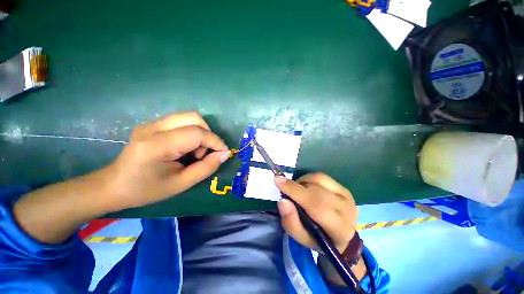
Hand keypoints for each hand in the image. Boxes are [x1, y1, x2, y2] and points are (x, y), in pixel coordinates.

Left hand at [106, 112, 229, 208]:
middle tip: (205, 152)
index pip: (196, 133)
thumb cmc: (147, 190)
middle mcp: (153, 128)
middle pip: (194, 118)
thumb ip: (206, 167)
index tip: (224, 153)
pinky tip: (186, 147)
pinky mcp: (153, 124)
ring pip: (189, 117)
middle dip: (208, 134)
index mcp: (157, 146)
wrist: (114, 185)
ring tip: (195, 151)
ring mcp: (151, 123)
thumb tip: (225, 154)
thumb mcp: (181, 184)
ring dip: (201, 133)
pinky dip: (192, 132)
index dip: (215, 141)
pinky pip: (182, 121)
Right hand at [275, 173, 357, 252]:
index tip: (277, 180)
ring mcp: (346, 195)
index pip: (315, 205)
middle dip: (296, 186)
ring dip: (302, 182)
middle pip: (316, 190)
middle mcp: (346, 209)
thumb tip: (283, 200)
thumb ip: (291, 222)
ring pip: (318, 179)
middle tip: (285, 189)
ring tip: (297, 190)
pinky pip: (321, 176)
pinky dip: (309, 179)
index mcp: (339, 228)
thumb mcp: (301, 238)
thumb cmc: (319, 240)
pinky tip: (306, 187)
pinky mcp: (343, 188)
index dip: (295, 191)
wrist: (341, 237)